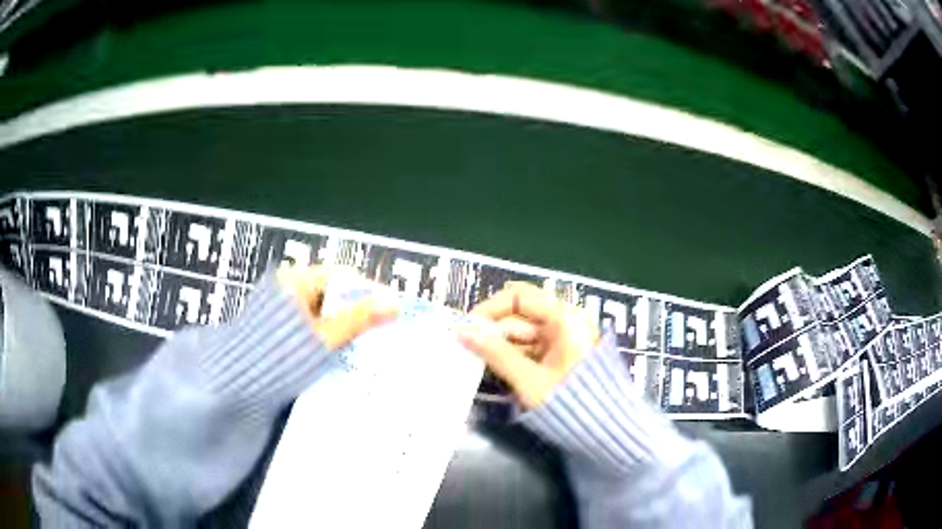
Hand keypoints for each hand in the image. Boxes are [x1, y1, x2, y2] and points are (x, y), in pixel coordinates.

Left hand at [277, 265, 398, 349]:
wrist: (238, 382)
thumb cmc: (280, 357)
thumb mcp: (323, 339)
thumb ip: (358, 319)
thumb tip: (394, 303)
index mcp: (297, 279)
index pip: (343, 277)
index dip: (370, 293)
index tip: (391, 313)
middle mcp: (289, 285)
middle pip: (334, 293)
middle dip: (358, 311)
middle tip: (383, 330)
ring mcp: (282, 304)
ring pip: (324, 309)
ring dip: (344, 324)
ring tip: (367, 343)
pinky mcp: (279, 323)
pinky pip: (312, 322)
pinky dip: (328, 333)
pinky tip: (341, 350)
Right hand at [458, 282, 598, 408]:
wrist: (602, 430)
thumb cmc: (569, 402)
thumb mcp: (529, 379)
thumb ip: (495, 353)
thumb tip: (462, 332)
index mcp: (564, 318)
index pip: (519, 296)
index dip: (490, 308)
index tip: (466, 327)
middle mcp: (564, 321)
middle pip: (519, 314)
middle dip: (491, 329)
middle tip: (464, 346)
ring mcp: (562, 340)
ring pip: (521, 333)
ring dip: (498, 344)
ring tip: (473, 358)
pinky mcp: (558, 356)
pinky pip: (529, 348)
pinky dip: (511, 355)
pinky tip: (492, 366)